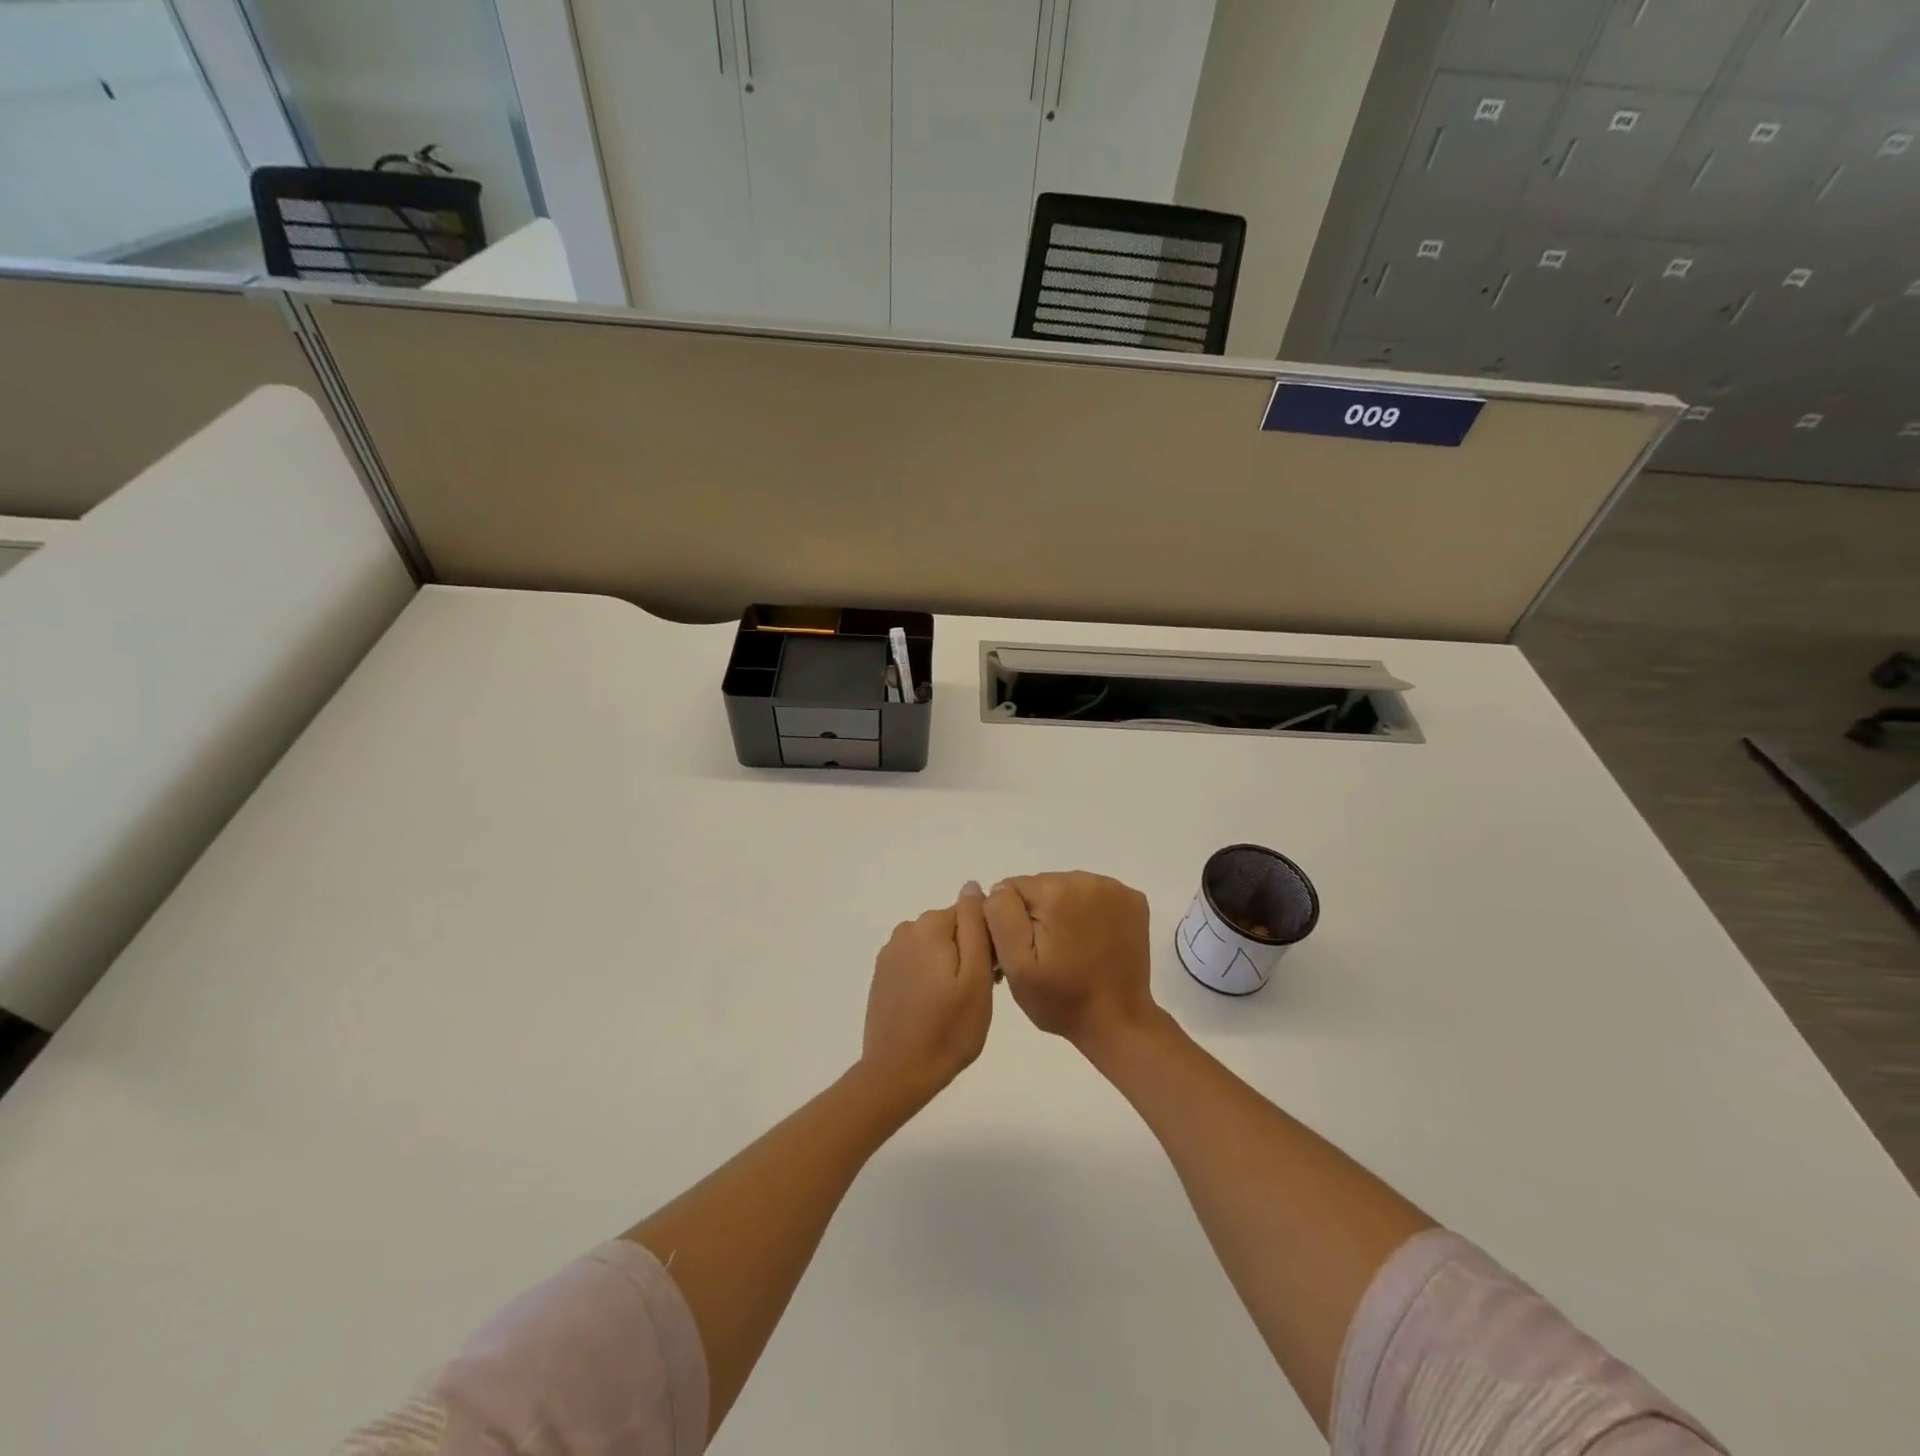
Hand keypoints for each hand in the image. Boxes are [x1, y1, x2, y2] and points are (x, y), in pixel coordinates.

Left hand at [860, 883, 994, 1108]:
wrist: (898, 1073)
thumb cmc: (949, 1028)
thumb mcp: (977, 976)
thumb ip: (975, 925)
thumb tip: (973, 886)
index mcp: (929, 926)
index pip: (972, 915)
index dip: (987, 943)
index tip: (991, 975)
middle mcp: (905, 930)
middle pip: (951, 929)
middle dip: (968, 952)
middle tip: (976, 994)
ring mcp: (889, 953)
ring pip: (934, 947)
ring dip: (949, 965)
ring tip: (956, 1005)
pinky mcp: (882, 976)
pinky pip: (916, 963)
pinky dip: (928, 977)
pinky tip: (933, 1008)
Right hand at [983, 872, 1155, 1049]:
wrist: (1118, 1022)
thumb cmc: (1061, 999)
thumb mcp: (1017, 965)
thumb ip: (1000, 916)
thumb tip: (999, 888)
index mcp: (1054, 891)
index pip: (1011, 888)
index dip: (1011, 920)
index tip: (1023, 950)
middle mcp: (1086, 879)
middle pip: (1041, 886)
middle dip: (1038, 914)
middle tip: (1046, 954)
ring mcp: (1115, 888)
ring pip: (1067, 889)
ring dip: (1063, 912)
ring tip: (1070, 950)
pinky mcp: (1134, 901)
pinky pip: (1095, 895)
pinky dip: (1090, 913)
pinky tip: (1093, 941)